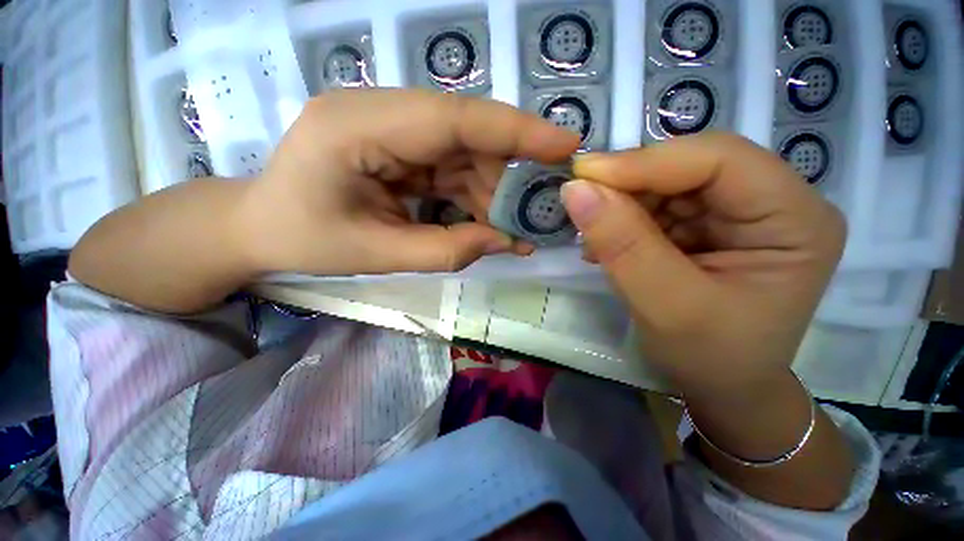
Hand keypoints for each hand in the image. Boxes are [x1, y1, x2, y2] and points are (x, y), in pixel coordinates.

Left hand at [238, 89, 579, 275]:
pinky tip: (484, 223)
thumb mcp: (376, 255)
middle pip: (467, 134)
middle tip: (535, 213)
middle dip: (507, 176)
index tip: (565, 144)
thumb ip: (445, 250)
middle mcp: (380, 112)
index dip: (516, 130)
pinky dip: (473, 196)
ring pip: (465, 153)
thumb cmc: (305, 240)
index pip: (455, 118)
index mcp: (359, 125)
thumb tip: (504, 242)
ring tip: (507, 231)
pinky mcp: (399, 147)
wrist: (260, 227)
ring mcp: (391, 127)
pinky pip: (451, 167)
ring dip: (491, 193)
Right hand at [561, 133, 845, 395]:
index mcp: (795, 219)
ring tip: (595, 240)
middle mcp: (776, 203)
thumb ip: (621, 244)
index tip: (582, 177)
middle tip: (582, 206)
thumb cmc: (709, 357)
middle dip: (630, 184)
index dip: (644, 161)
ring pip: (669, 183)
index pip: (719, 159)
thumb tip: (576, 190)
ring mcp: (742, 212)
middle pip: (692, 165)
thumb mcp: (664, 305)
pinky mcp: (712, 225)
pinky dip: (626, 219)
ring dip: (623, 205)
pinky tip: (608, 244)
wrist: (722, 386)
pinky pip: (661, 205)